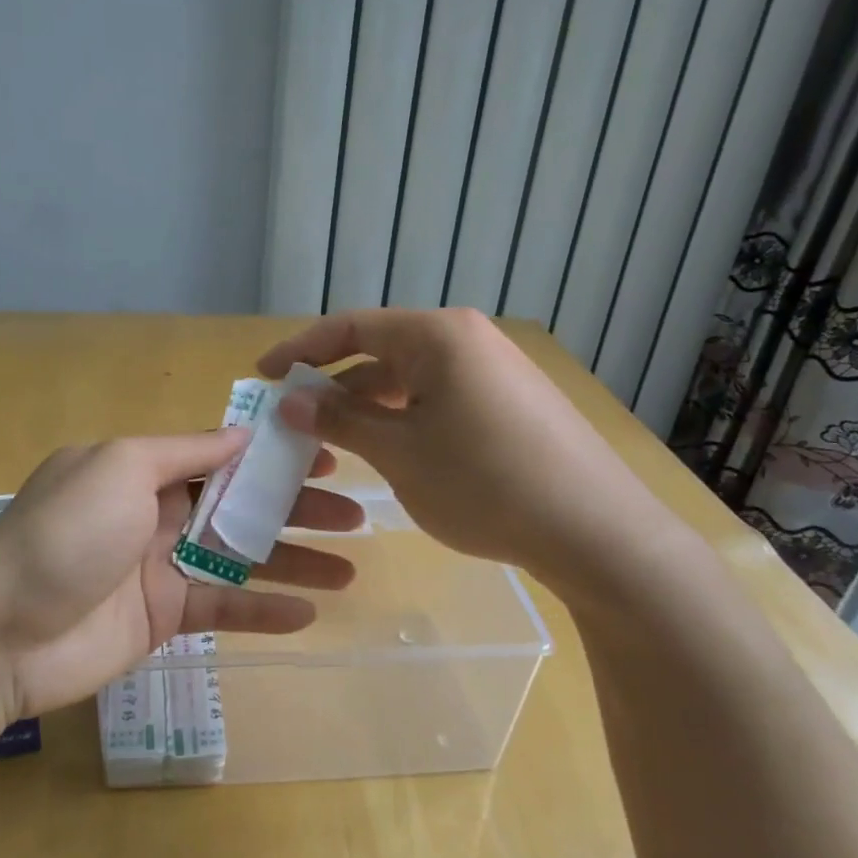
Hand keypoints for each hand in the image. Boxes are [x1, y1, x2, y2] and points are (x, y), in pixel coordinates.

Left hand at [0, 432, 363, 719]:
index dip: (275, 457)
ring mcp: (163, 568)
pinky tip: (308, 612)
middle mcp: (159, 513)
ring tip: (351, 569)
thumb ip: (185, 451)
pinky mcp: (164, 619)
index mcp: (146, 470)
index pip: (224, 457)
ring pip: (243, 559)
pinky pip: (223, 610)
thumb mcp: (120, 467)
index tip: (327, 458)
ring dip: (295, 561)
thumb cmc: (65, 533)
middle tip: (356, 516)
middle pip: (243, 507)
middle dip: (298, 509)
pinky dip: (264, 611)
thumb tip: (243, 432)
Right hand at [259, 309, 663, 576]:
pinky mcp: (512, 402)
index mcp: (437, 335)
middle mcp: (468, 339)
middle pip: (382, 351)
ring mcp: (495, 369)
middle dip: (335, 385)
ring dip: (371, 406)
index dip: (300, 349)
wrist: (596, 531)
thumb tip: (290, 399)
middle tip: (296, 419)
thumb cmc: (484, 483)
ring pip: (413, 379)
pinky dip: (407, 418)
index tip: (261, 374)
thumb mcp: (399, 453)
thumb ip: (339, 419)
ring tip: (338, 443)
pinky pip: (442, 398)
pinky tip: (394, 452)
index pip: (351, 327)